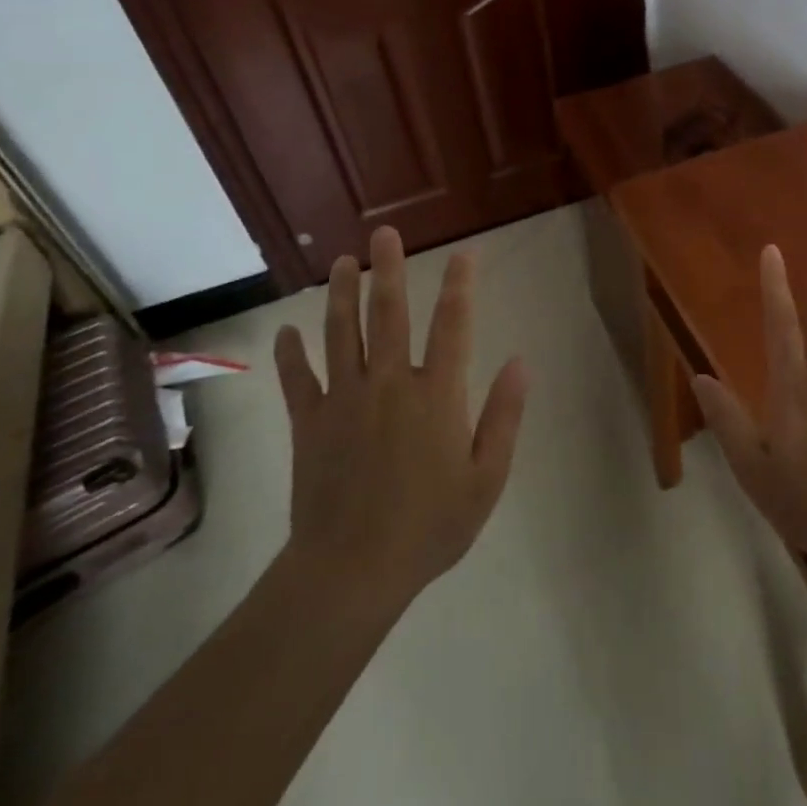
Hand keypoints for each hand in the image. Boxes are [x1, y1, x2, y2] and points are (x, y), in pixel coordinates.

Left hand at [273, 226, 527, 610]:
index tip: (463, 254)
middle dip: (388, 269)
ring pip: (341, 333)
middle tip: (383, 233)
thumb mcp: (487, 478)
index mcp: (436, 395)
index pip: (452, 326)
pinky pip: (298, 378)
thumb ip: (504, 416)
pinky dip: (291, 353)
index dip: (460, 286)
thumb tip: (521, 362)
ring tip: (341, 263)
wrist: (351, 571)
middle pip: (388, 314)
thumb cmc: (430, 526)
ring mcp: (344, 400)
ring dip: (340, 294)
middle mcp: (389, 384)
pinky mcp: (309, 423)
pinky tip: (286, 330)